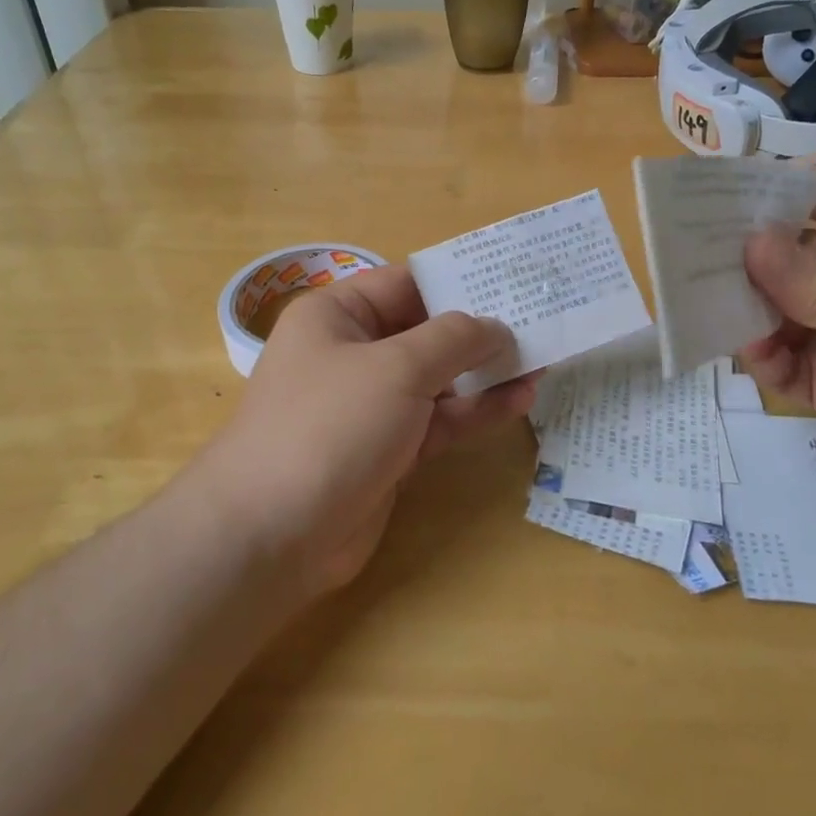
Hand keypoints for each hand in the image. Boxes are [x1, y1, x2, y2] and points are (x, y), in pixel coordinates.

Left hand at [205, 266, 537, 593]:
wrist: (273, 534)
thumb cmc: (330, 425)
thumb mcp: (397, 367)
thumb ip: (454, 339)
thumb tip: (496, 327)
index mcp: (338, 315)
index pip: (407, 283)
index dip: (459, 281)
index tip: (512, 281)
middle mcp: (352, 353)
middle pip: (426, 331)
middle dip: (480, 330)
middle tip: (540, 322)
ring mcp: (371, 404)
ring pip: (438, 379)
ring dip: (485, 373)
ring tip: (542, 360)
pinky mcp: (388, 449)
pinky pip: (438, 420)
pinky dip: (475, 411)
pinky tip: (519, 399)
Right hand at [737, 159, 815, 503]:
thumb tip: (744, 245)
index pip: (814, 187)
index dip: (764, 187)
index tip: (707, 197)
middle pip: (779, 248)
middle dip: (736, 253)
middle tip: (682, 259)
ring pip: (770, 305)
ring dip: (741, 308)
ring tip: (705, 311)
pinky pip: (779, 359)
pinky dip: (761, 357)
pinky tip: (757, 357)